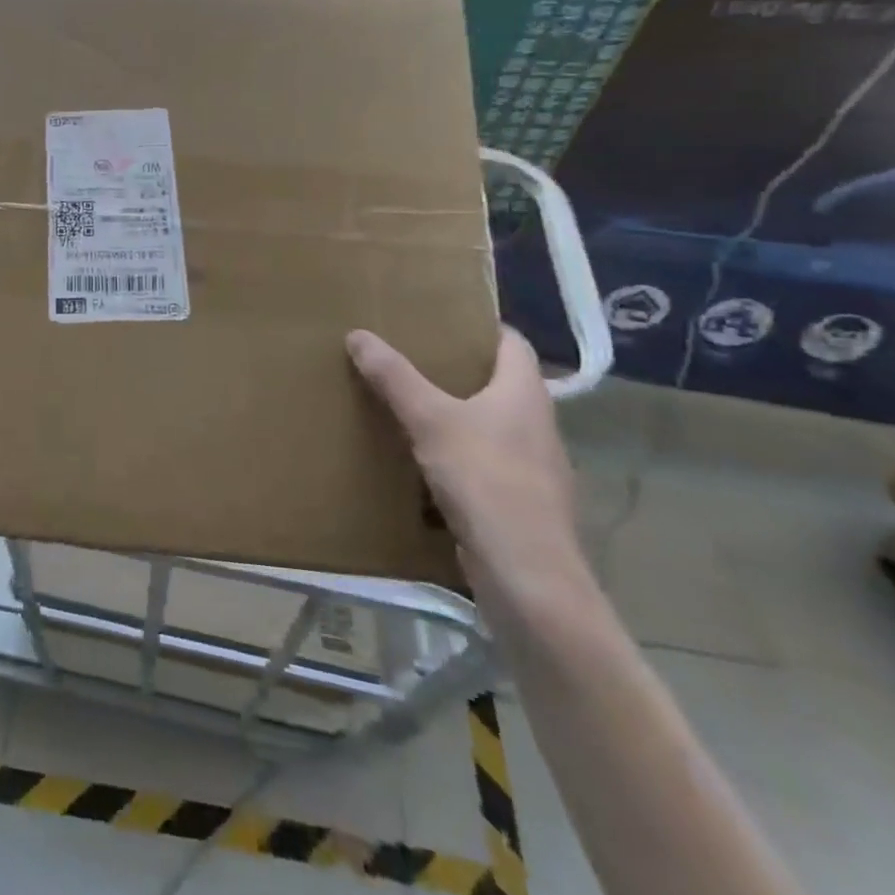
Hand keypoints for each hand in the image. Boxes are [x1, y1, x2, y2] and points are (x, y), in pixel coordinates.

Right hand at [346, 326, 590, 602]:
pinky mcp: (519, 503)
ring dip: (458, 413)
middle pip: (501, 383)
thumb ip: (395, 377)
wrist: (528, 575)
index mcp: (525, 394)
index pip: (512, 343)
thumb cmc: (486, 480)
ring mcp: (533, 468)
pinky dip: (458, 453)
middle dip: (459, 369)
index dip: (482, 326)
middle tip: (411, 355)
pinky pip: (485, 463)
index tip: (442, 318)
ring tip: (410, 403)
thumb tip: (358, 333)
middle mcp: (536, 425)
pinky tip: (424, 459)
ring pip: (492, 425)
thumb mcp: (430, 420)